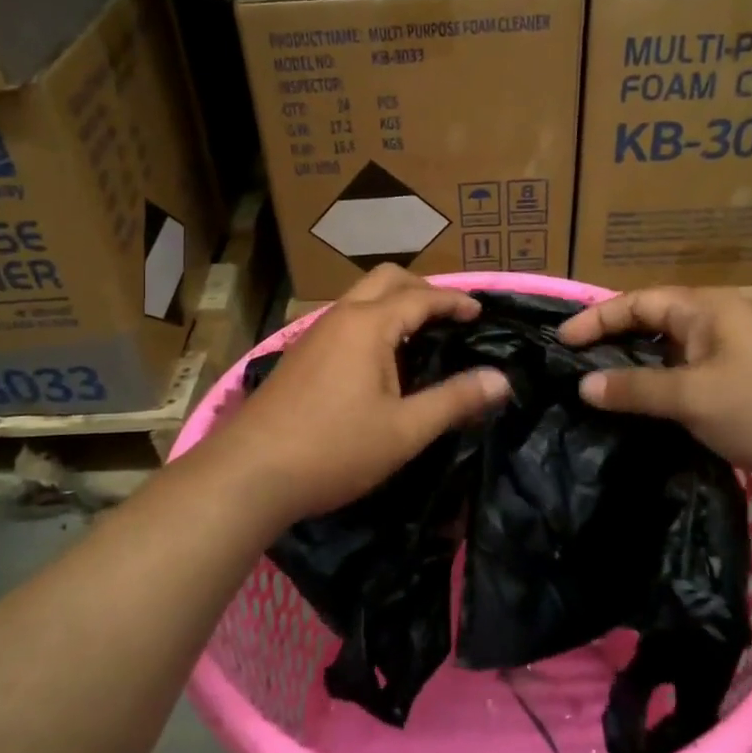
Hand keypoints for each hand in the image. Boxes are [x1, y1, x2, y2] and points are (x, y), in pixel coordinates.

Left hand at [206, 266, 510, 526]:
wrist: (250, 473)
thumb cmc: (334, 449)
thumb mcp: (405, 430)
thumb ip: (455, 400)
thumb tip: (501, 380)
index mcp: (368, 325)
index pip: (421, 296)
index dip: (454, 301)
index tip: (480, 311)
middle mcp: (339, 317)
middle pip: (385, 280)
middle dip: (422, 288)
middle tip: (449, 315)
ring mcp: (313, 334)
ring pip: (360, 299)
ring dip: (393, 303)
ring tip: (419, 334)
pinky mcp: (299, 356)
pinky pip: (344, 320)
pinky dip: (371, 322)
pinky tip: (378, 360)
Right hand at [556, 286, 751, 495]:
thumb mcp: (696, 397)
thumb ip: (638, 389)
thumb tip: (585, 385)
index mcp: (707, 310)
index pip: (637, 302)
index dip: (596, 318)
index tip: (561, 342)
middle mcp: (721, 325)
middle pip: (654, 326)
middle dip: (615, 345)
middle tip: (576, 371)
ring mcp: (740, 358)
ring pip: (676, 359)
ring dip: (641, 375)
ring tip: (604, 398)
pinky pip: (697, 384)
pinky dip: (669, 396)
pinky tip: (652, 421)